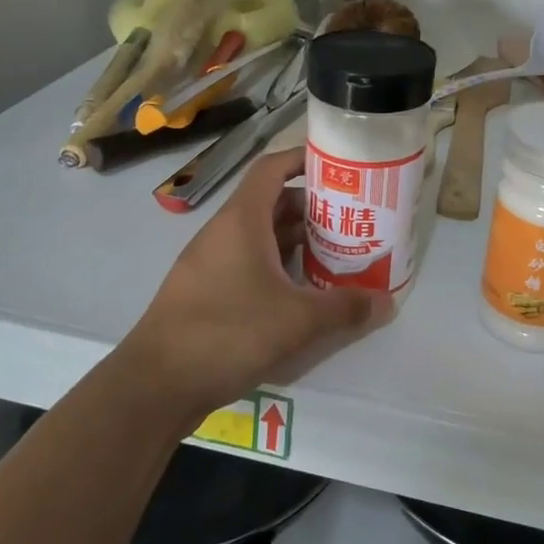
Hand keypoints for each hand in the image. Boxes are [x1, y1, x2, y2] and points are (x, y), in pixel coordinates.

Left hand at [127, 148, 393, 417]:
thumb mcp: (298, 321)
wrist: (155, 384)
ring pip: (260, 237)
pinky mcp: (205, 291)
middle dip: (312, 208)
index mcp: (242, 220)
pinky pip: (247, 263)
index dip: (303, 159)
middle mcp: (223, 232)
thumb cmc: (228, 333)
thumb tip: (387, 302)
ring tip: (335, 255)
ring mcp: (210, 262)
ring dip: (296, 241)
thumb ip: (346, 308)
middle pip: (271, 203)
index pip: (272, 168)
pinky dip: (277, 266)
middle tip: (351, 220)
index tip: (338, 166)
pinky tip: (301, 293)